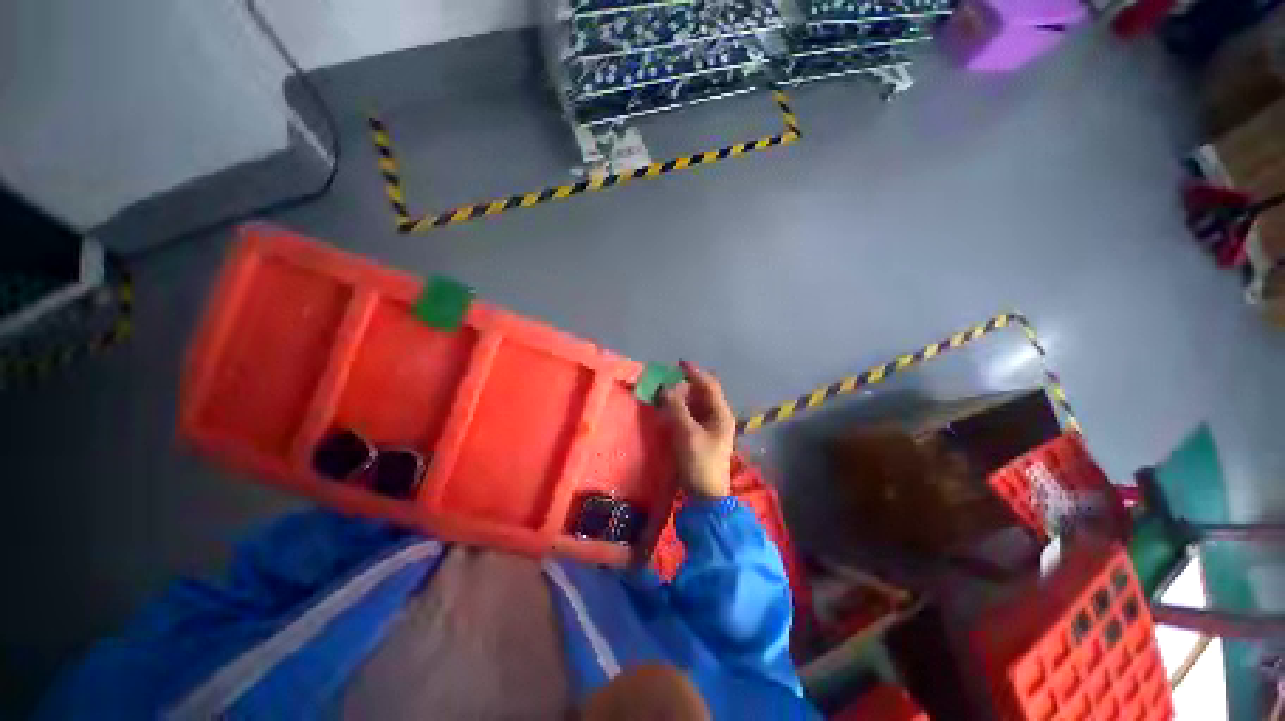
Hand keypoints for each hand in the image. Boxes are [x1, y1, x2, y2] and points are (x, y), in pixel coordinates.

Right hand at [660, 361, 735, 499]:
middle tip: (665, 380)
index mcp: (721, 414)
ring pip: (695, 405)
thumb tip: (666, 388)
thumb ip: (676, 408)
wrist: (705, 496)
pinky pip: (690, 416)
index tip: (679, 363)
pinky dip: (679, 410)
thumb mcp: (687, 433)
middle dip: (684, 385)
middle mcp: (718, 417)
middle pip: (701, 394)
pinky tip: (667, 409)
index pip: (709, 386)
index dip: (694, 372)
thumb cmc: (699, 462)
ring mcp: (710, 428)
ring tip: (664, 392)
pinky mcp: (700, 436)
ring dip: (680, 397)